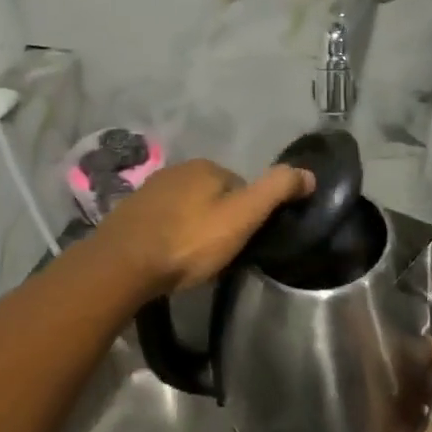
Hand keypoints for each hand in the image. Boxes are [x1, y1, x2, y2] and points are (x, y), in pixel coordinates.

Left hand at [92, 158, 314, 297]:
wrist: (123, 264)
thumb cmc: (189, 241)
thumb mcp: (242, 217)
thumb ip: (276, 192)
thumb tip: (308, 172)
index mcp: (207, 167)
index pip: (241, 187)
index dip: (247, 215)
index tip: (243, 242)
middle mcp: (177, 169)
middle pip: (212, 196)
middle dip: (218, 220)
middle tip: (218, 254)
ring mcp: (150, 189)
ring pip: (185, 207)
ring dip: (192, 227)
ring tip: (193, 259)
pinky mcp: (130, 212)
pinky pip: (162, 220)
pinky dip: (169, 234)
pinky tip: (168, 257)